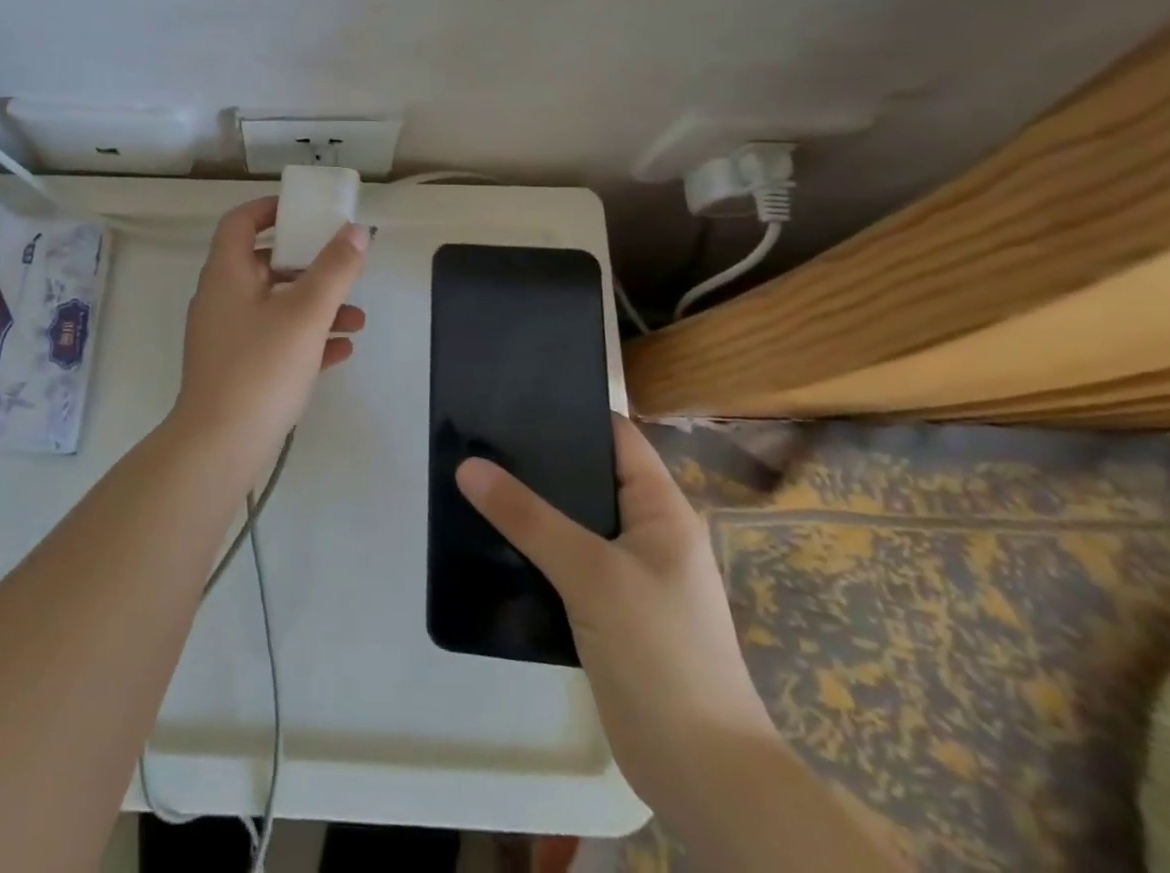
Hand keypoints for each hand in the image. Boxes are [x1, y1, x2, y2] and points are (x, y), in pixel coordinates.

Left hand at [172, 197, 368, 465]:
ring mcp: (225, 336)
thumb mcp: (306, 314)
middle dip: (309, 266)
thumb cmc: (261, 368)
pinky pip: (273, 340)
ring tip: (357, 321)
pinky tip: (341, 352)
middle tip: (342, 270)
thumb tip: (356, 231)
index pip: (240, 222)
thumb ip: (334, 269)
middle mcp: (220, 298)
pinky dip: (304, 338)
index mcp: (226, 273)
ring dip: (315, 307)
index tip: (305, 211)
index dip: (270, 209)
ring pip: (274, 306)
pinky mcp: (234, 368)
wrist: (219, 446)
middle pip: (264, 265)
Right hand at [455, 416, 776, 812]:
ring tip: (476, 479)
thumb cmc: (660, 653)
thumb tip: (468, 465)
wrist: (701, 774)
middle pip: (588, 477)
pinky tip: (492, 540)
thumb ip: (528, 517)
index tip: (514, 395)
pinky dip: (534, 548)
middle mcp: (646, 533)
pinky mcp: (608, 611)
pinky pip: (566, 561)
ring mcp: (628, 574)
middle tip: (480, 436)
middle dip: (539, 459)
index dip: (571, 412)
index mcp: (660, 510)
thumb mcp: (591, 574)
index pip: (615, 437)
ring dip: (532, 507)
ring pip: (572, 521)